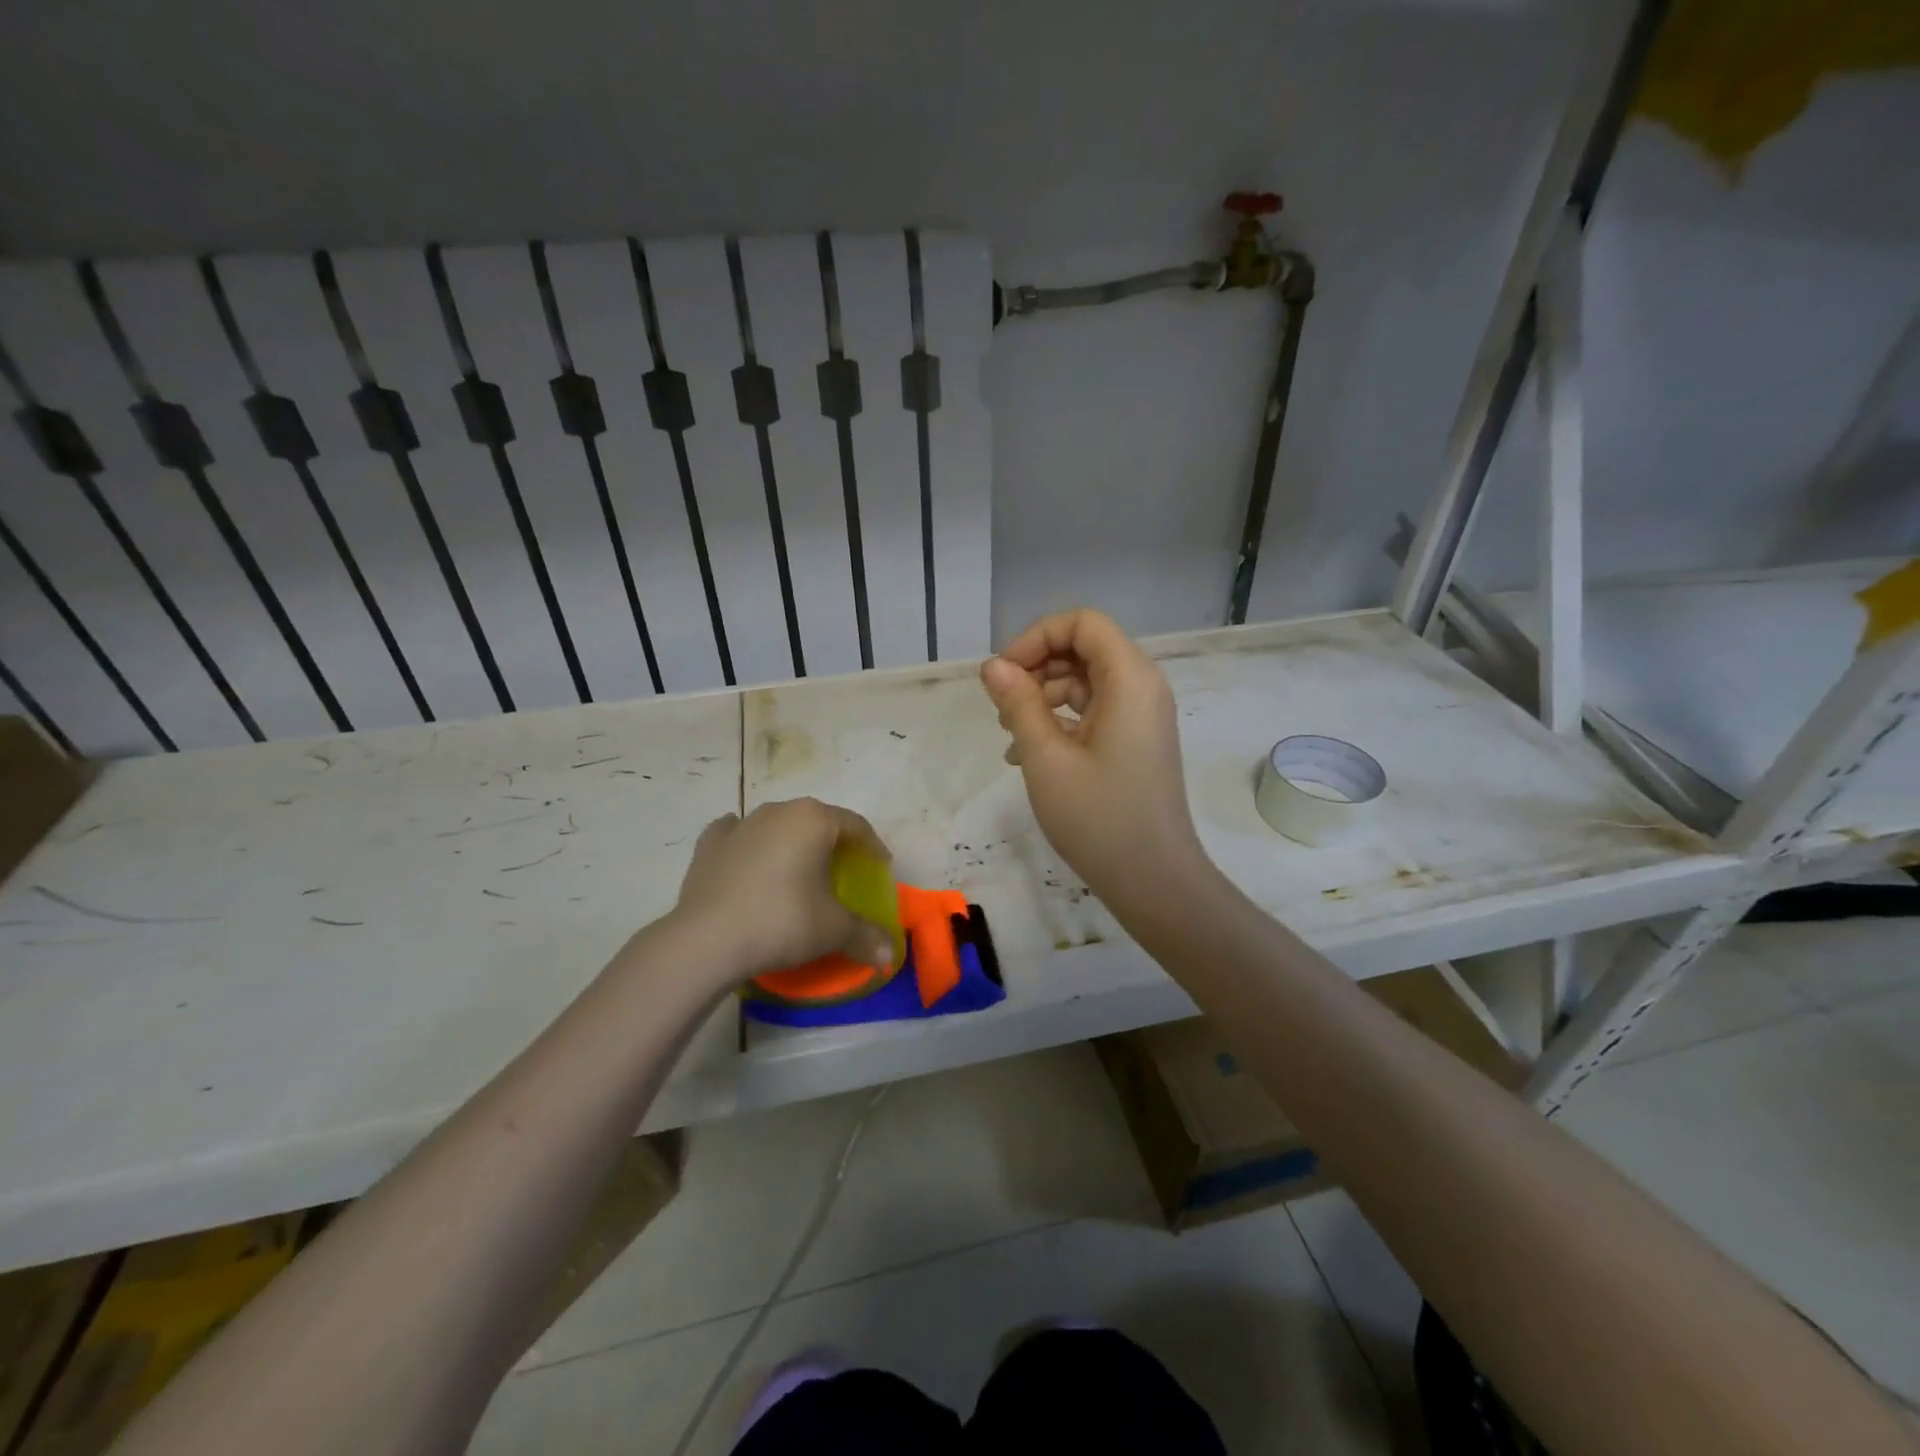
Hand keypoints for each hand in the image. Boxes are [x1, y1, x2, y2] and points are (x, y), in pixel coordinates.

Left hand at [670, 798, 896, 982]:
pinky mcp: (710, 844)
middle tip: (842, 870)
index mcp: (814, 820)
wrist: (708, 939)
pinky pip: (737, 835)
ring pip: (776, 825)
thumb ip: (866, 936)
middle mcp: (778, 811)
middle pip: (816, 820)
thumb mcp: (833, 930)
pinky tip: (749, 857)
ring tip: (797, 870)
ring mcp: (741, 824)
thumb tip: (890, 956)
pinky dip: (748, 844)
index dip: (872, 846)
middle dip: (832, 842)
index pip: (856, 826)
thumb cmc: (783, 921)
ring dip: (791, 842)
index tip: (879, 866)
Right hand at [979, 609, 1209, 905]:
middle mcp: (1142, 687)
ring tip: (1010, 737)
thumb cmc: (1099, 817)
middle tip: (1001, 707)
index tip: (1003, 674)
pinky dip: (1059, 722)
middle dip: (1037, 668)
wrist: (1153, 879)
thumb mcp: (1046, 757)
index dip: (1037, 637)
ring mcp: (1141, 716)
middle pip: (1084, 649)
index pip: (1082, 623)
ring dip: (1043, 697)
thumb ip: (1018, 703)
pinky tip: (1027, 756)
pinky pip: (1094, 712)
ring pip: (1086, 682)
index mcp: (1130, 679)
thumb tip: (993, 665)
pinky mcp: (1135, 742)